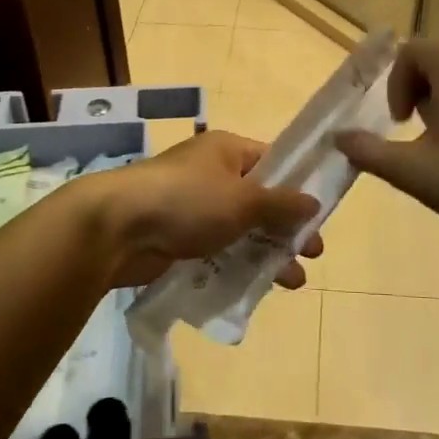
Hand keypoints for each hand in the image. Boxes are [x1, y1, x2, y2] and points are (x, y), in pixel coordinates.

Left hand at [82, 131, 322, 289]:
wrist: (117, 228)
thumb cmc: (187, 200)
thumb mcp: (243, 199)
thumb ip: (282, 203)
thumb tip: (314, 202)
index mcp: (227, 151)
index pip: (273, 162)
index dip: (299, 186)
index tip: (321, 214)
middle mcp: (212, 174)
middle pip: (261, 200)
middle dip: (287, 228)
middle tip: (313, 253)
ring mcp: (194, 206)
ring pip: (242, 229)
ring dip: (268, 253)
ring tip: (293, 281)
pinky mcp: (180, 237)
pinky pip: (219, 249)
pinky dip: (239, 264)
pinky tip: (258, 287)